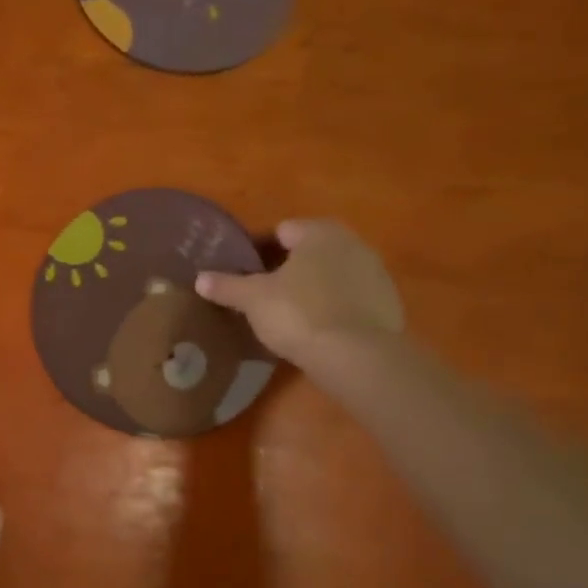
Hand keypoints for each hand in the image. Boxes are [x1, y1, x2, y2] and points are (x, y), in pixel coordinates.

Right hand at [196, 219, 404, 364]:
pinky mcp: (388, 305)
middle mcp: (353, 243)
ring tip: (287, 313)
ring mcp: (375, 274)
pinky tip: (315, 328)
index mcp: (320, 232)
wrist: (357, 356)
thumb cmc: (299, 313)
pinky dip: (333, 307)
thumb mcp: (253, 299)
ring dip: (312, 287)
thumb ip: (226, 286)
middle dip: (286, 267)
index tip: (242, 271)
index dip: (258, 249)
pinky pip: (349, 299)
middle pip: (309, 251)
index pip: (281, 230)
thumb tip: (200, 278)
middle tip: (261, 292)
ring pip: (331, 274)